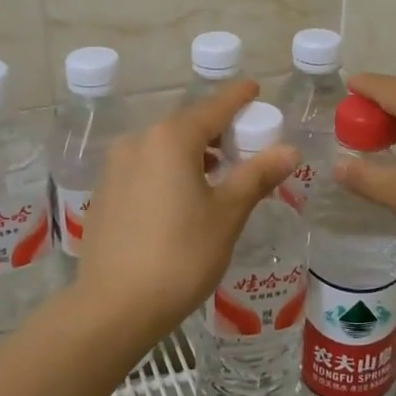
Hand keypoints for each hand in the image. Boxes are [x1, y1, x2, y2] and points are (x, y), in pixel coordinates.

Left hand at [74, 80, 298, 334]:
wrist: (114, 307)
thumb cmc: (181, 256)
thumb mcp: (227, 214)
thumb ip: (257, 175)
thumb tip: (290, 149)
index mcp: (171, 139)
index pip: (214, 108)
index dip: (237, 98)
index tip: (254, 88)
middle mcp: (139, 142)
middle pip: (187, 126)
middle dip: (217, 130)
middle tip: (245, 144)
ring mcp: (116, 167)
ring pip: (163, 147)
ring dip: (192, 152)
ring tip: (218, 174)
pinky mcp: (105, 193)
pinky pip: (145, 167)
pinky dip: (169, 170)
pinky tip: (182, 197)